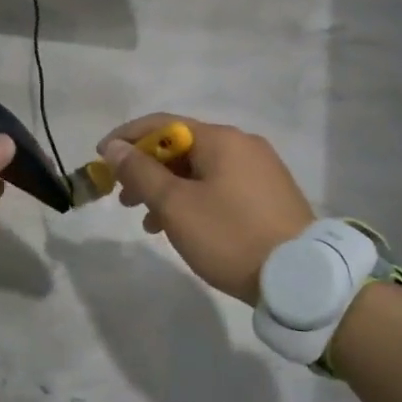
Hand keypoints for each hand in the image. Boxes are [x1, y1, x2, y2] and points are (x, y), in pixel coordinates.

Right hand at [100, 114, 313, 304]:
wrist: (300, 277)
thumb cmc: (230, 235)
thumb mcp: (176, 206)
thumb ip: (141, 172)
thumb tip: (115, 147)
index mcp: (221, 139)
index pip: (162, 124)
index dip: (127, 138)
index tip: (100, 158)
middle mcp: (243, 145)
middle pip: (182, 147)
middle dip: (146, 170)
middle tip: (122, 198)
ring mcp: (261, 169)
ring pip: (200, 170)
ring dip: (168, 189)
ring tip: (148, 222)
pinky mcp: (269, 195)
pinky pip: (220, 186)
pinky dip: (193, 199)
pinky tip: (182, 227)